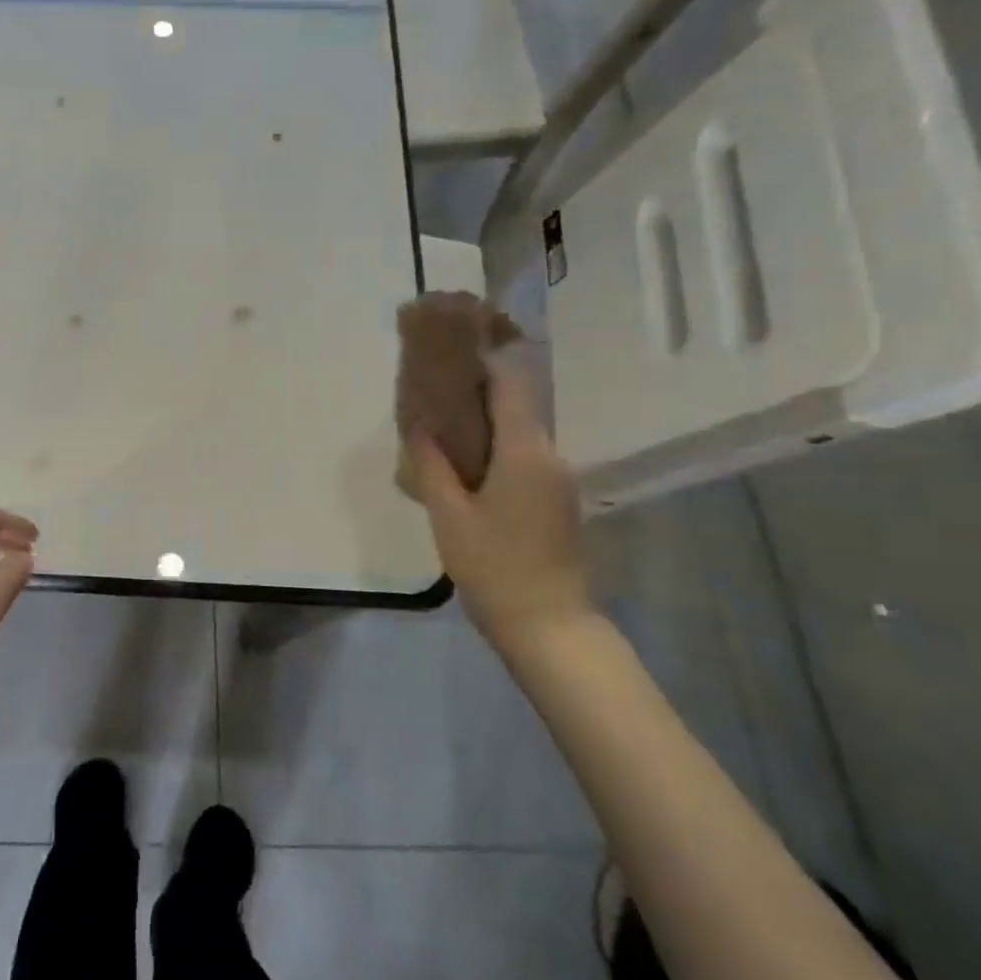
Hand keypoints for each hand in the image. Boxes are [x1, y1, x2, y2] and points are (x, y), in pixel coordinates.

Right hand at [407, 352, 590, 650]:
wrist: (548, 626)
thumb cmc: (494, 567)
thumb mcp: (449, 515)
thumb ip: (432, 464)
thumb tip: (421, 425)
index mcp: (526, 452)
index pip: (510, 385)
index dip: (483, 361)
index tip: (449, 353)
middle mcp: (551, 456)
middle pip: (516, 406)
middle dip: (476, 393)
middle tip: (432, 393)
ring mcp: (559, 480)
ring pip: (520, 434)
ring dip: (485, 424)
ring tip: (441, 429)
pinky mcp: (558, 500)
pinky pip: (525, 458)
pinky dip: (497, 449)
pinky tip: (465, 466)